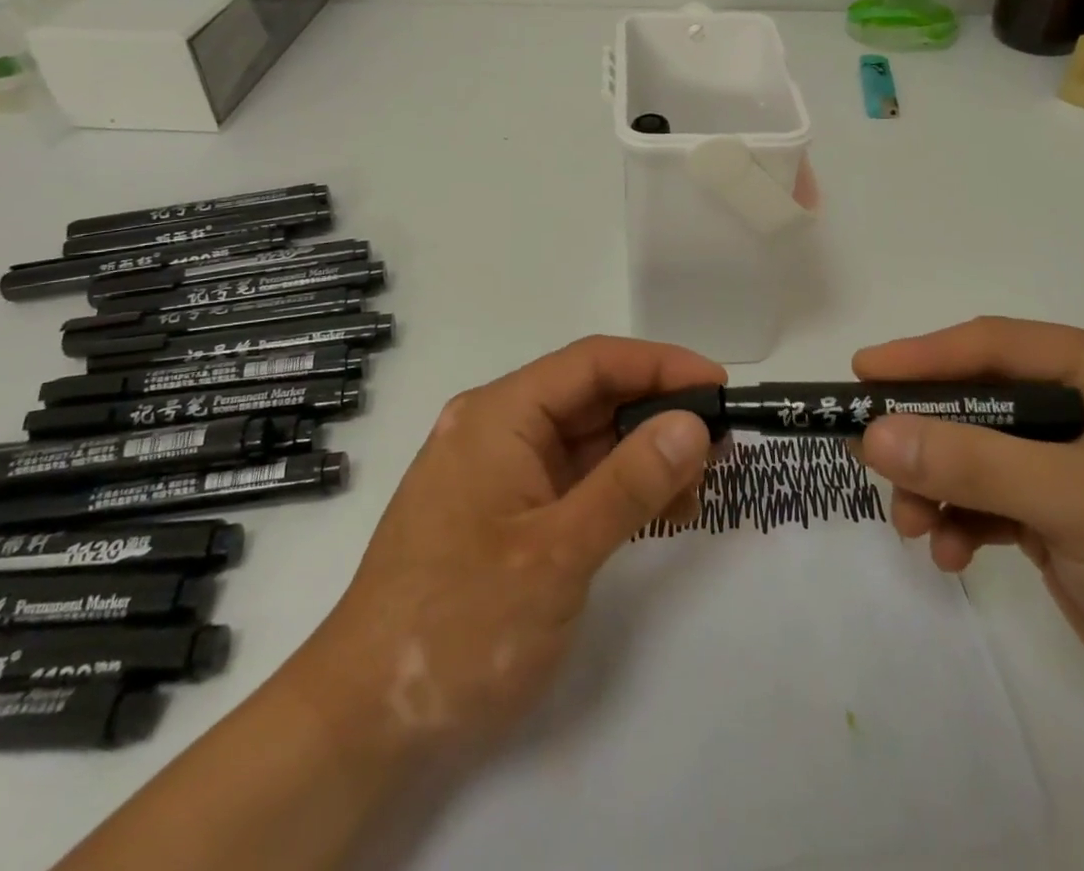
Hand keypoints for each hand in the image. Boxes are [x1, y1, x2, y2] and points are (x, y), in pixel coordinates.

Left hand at [294, 336, 720, 770]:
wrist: (363, 720)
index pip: (593, 362)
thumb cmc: (458, 622)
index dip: (660, 365)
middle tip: (719, 445)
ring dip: (644, 456)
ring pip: (589, 440)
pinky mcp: (508, 511)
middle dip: (658, 415)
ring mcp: (502, 470)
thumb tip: (693, 424)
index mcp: (500, 414)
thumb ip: (630, 483)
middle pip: (593, 397)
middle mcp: (499, 428)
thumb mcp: (557, 553)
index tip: (718, 386)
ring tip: (696, 488)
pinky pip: (576, 479)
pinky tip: (660, 511)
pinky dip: (619, 489)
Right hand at [853, 317, 1083, 738]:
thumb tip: (873, 434)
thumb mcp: (1077, 503)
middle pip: (977, 400)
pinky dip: (962, 520)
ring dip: (937, 486)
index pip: (994, 345)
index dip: (923, 357)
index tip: (862, 375)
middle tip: (869, 456)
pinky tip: (951, 553)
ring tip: (914, 527)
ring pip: (975, 452)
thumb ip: (972, 463)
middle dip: (926, 436)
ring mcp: (1071, 462)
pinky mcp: (1062, 514)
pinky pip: (989, 498)